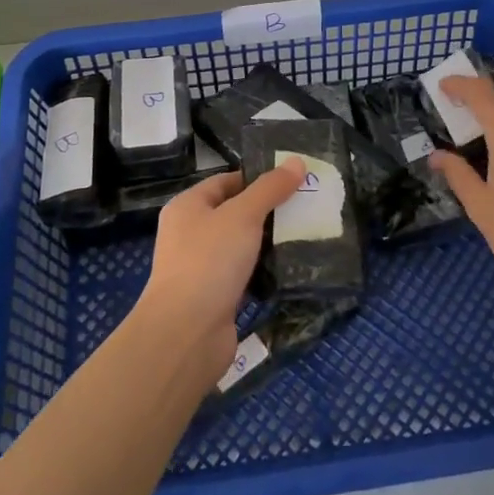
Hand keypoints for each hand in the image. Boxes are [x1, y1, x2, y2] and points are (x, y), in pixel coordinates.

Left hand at [137, 160, 305, 377]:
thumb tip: (297, 161)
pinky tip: (292, 269)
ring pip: (241, 246)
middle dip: (269, 212)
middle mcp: (190, 234)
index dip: (257, 179)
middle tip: (307, 207)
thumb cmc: (209, 261)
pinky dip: (264, 272)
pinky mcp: (215, 298)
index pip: (226, 181)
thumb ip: (270, 188)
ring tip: (307, 235)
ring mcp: (201, 268)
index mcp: (188, 207)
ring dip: (269, 243)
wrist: (186, 334)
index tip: (293, 181)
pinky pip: (244, 276)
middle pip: (235, 213)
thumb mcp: (243, 215)